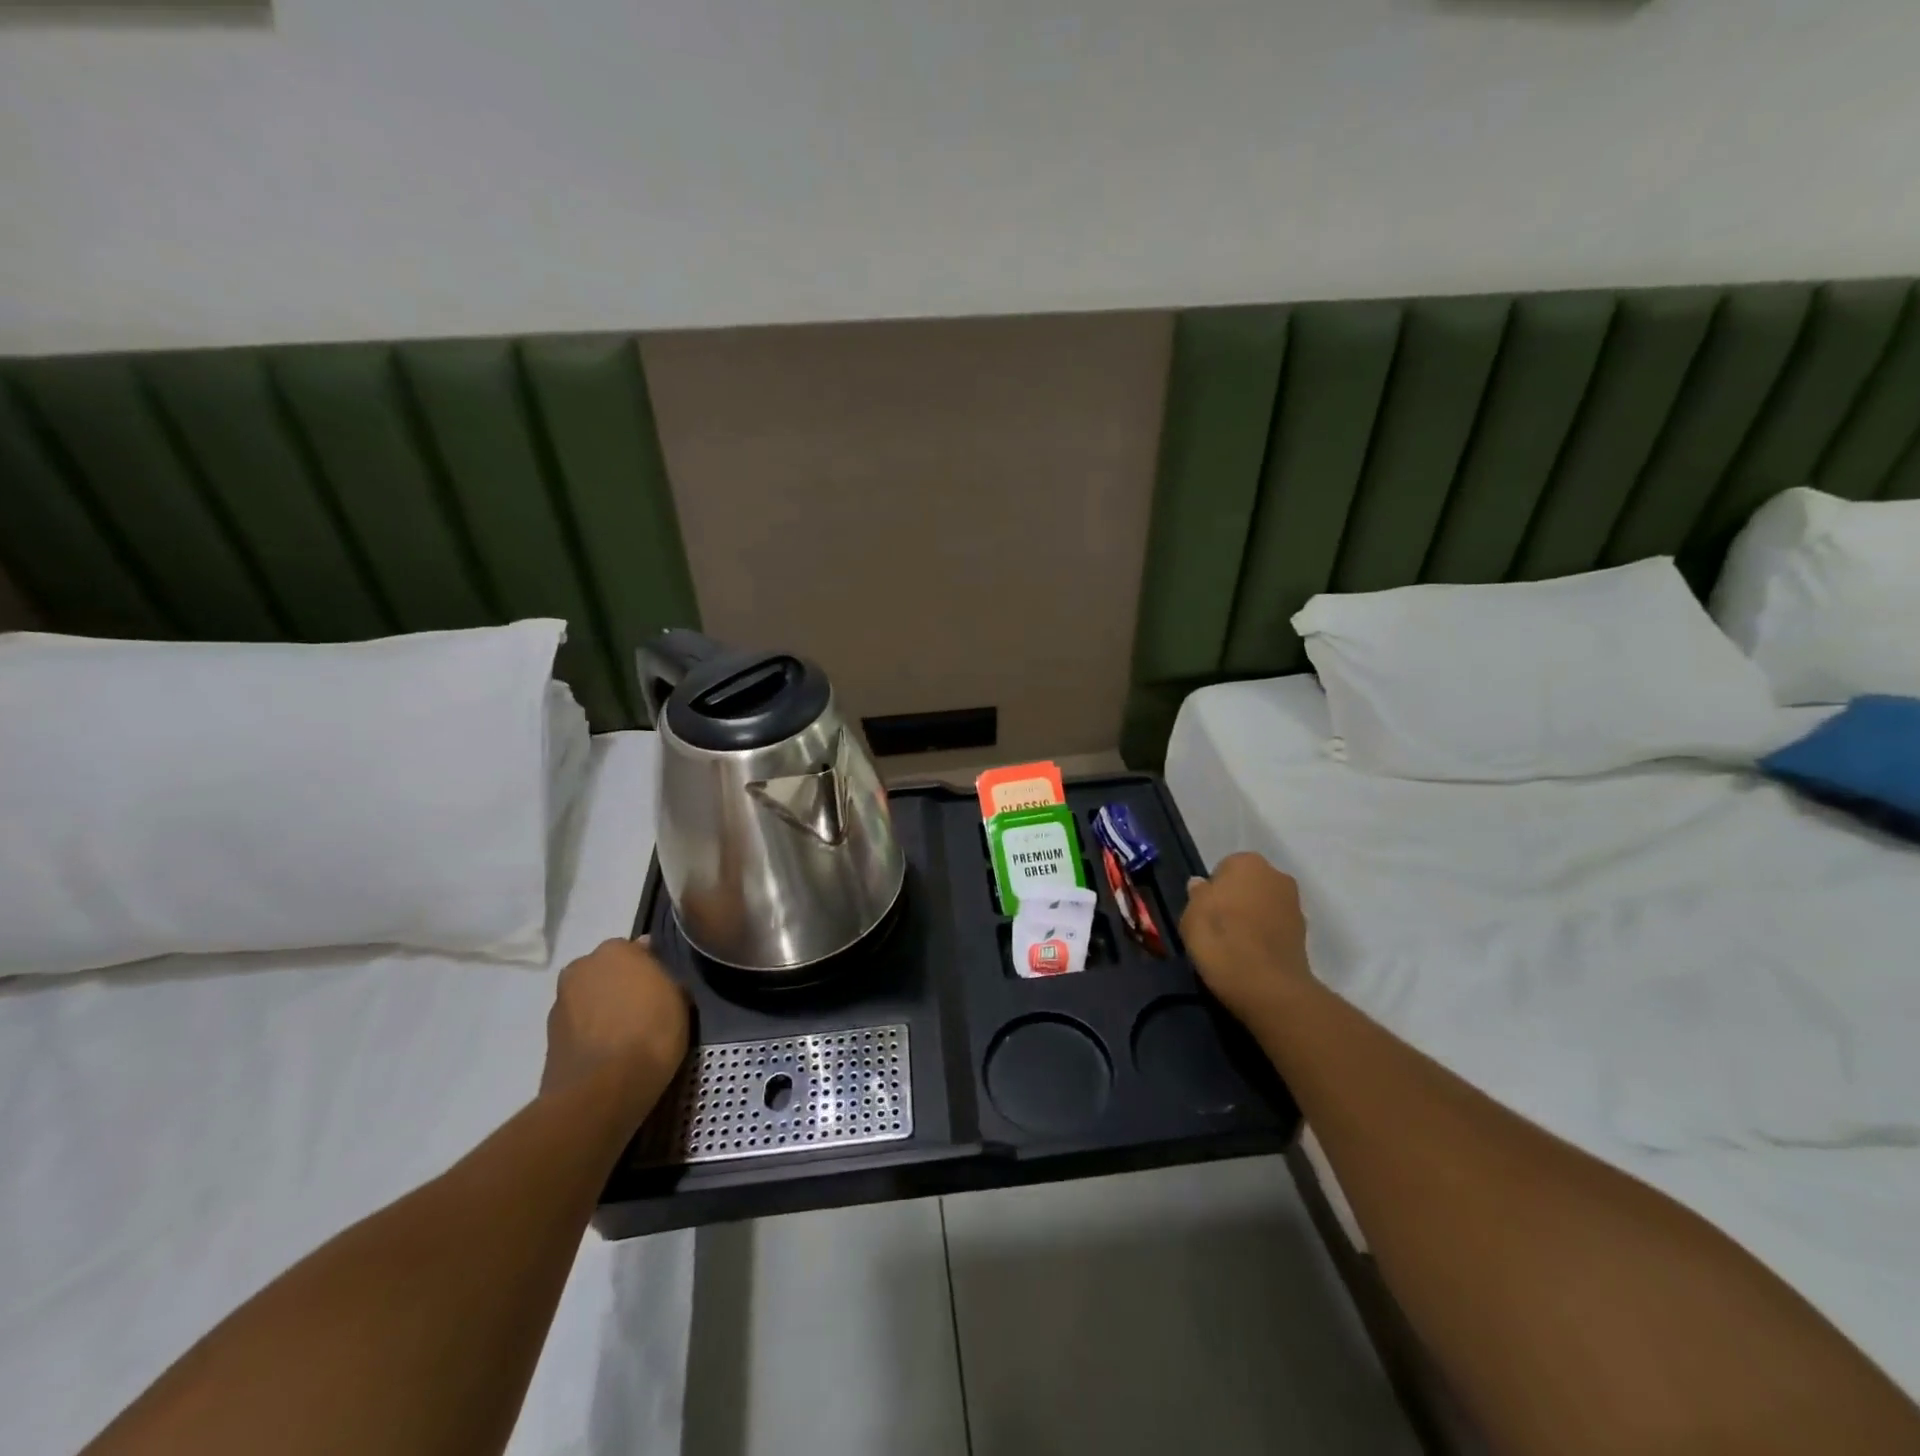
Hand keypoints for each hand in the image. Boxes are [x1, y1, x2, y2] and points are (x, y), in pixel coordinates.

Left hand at [541, 938, 689, 1120]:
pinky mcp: (548, 1035)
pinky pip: (579, 1024)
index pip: (636, 949)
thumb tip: (657, 978)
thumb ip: (666, 980)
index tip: (663, 987)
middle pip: (607, 970)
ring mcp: (560, 1001)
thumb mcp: (680, 1000)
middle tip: (644, 1007)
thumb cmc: (650, 1033)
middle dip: (621, 984)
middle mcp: (581, 967)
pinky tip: (608, 1050)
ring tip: (625, 1034)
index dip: (651, 968)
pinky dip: (591, 1031)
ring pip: (590, 997)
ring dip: (603, 1007)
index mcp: (614, 950)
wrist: (601, 1089)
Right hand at [1181, 852, 1314, 1025]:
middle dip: (1236, 899)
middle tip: (1219, 926)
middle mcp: (1276, 875)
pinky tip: (1253, 955)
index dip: (1213, 890)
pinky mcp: (1304, 932)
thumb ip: (1197, 894)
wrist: (1267, 987)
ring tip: (1236, 944)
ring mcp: (1294, 904)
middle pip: (1248, 884)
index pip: (1224, 868)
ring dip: (1252, 917)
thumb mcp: (1191, 915)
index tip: (1205, 912)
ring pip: (1263, 905)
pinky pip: (1275, 926)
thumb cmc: (1221, 941)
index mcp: (1247, 862)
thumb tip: (1202, 885)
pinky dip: (1265, 935)